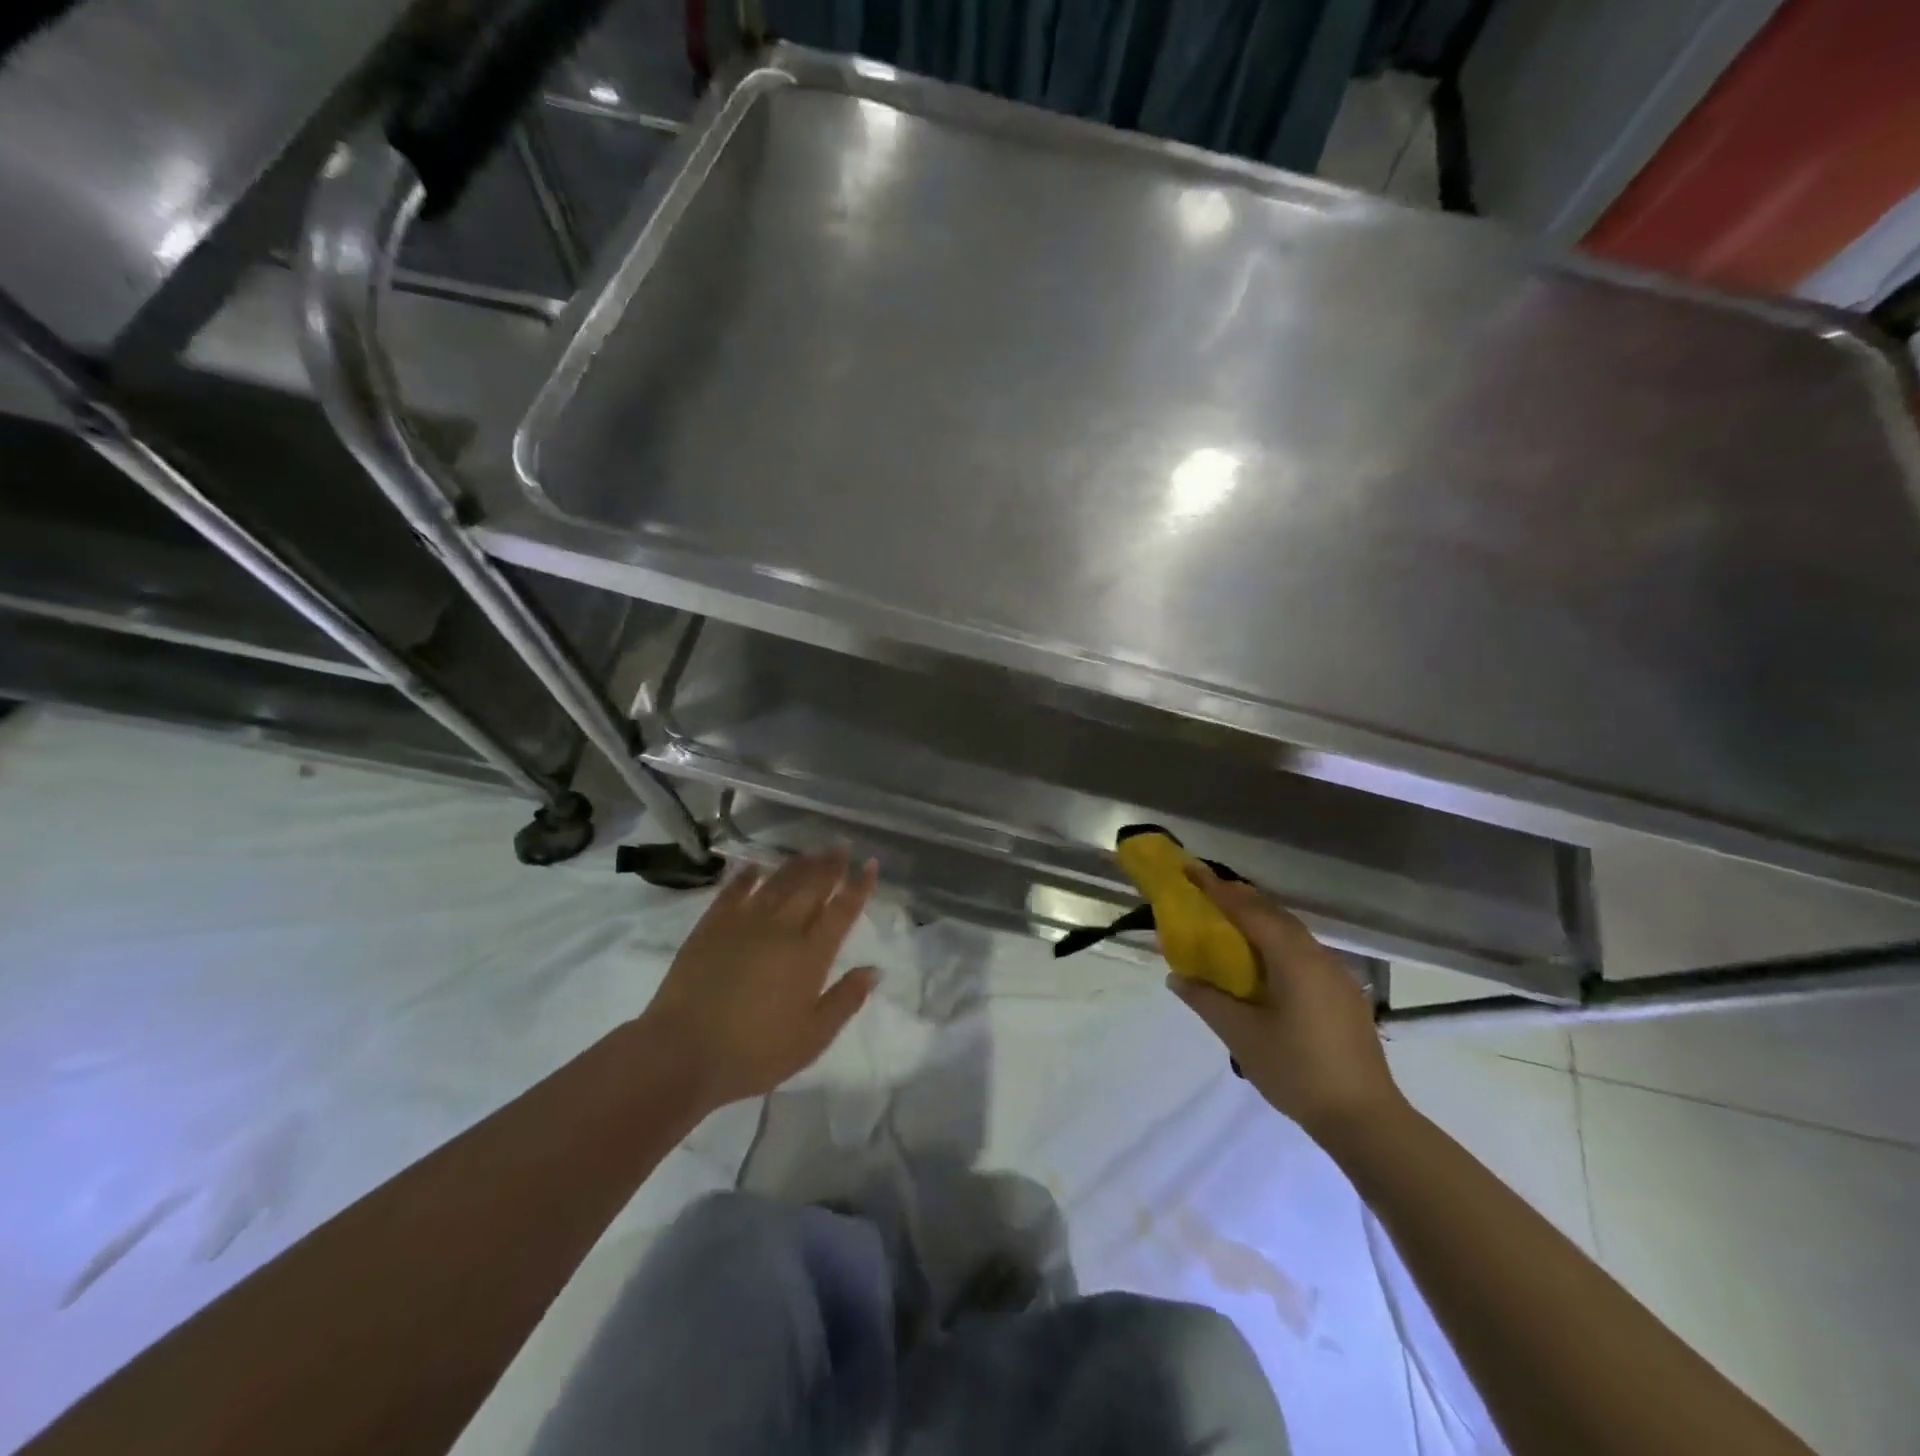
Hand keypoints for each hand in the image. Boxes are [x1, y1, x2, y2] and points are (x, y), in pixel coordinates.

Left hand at [639, 850, 878, 1111]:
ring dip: (798, 865)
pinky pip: (734, 891)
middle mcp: (782, 929)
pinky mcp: (711, 925)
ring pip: (778, 883)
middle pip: (812, 887)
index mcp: (810, 955)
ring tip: (811, 850)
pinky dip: (747, 876)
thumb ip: (845, 1000)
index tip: (871, 865)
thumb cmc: (754, 1053)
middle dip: (831, 865)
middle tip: (842, 846)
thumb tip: (874, 969)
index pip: (842, 911)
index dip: (859, 887)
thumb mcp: (812, 1038)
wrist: (682, 1052)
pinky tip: (755, 867)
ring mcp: (744, 923)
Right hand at [1167, 863, 1402, 1141]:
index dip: (1217, 889)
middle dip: (1239, 898)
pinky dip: (1276, 941)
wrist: (1366, 1119)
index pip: (1249, 911)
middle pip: (1274, 914)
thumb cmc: (1297, 1071)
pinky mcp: (1343, 993)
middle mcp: (1318, 956)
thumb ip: (1207, 1000)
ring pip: (1291, 932)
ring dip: (1259, 919)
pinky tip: (1263, 961)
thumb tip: (1176, 977)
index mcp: (1293, 959)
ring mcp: (1336, 974)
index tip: (1190, 869)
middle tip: (1204, 891)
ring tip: (1228, 921)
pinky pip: (1303, 951)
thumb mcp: (1241, 1036)